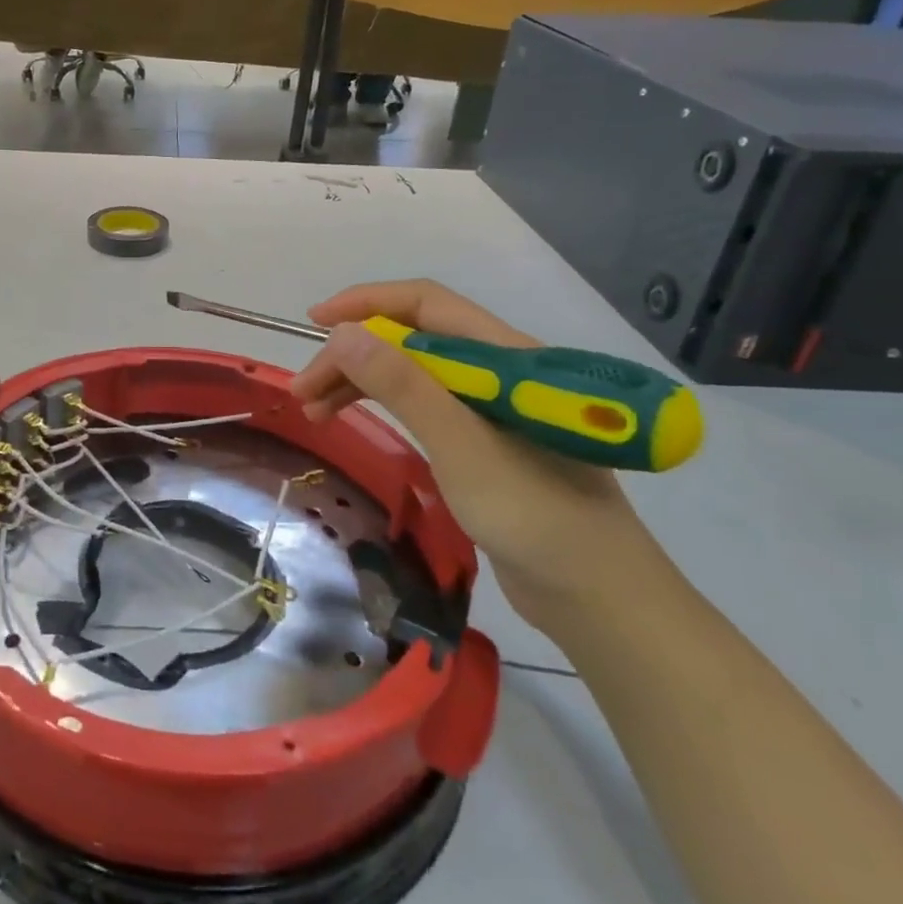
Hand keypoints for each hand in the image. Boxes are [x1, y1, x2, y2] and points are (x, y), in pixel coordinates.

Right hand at [290, 280, 653, 628]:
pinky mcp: (483, 440)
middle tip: (304, 391)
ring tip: (314, 410)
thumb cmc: (536, 516)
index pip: (427, 305)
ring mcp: (490, 407)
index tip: (316, 323)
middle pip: (411, 340)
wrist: (598, 600)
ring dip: (360, 381)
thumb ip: (404, 387)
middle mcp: (498, 371)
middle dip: (353, 354)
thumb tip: (344, 333)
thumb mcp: (462, 447)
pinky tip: (352, 420)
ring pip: (411, 372)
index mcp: (506, 357)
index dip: (367, 303)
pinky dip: (382, 406)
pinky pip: (421, 404)